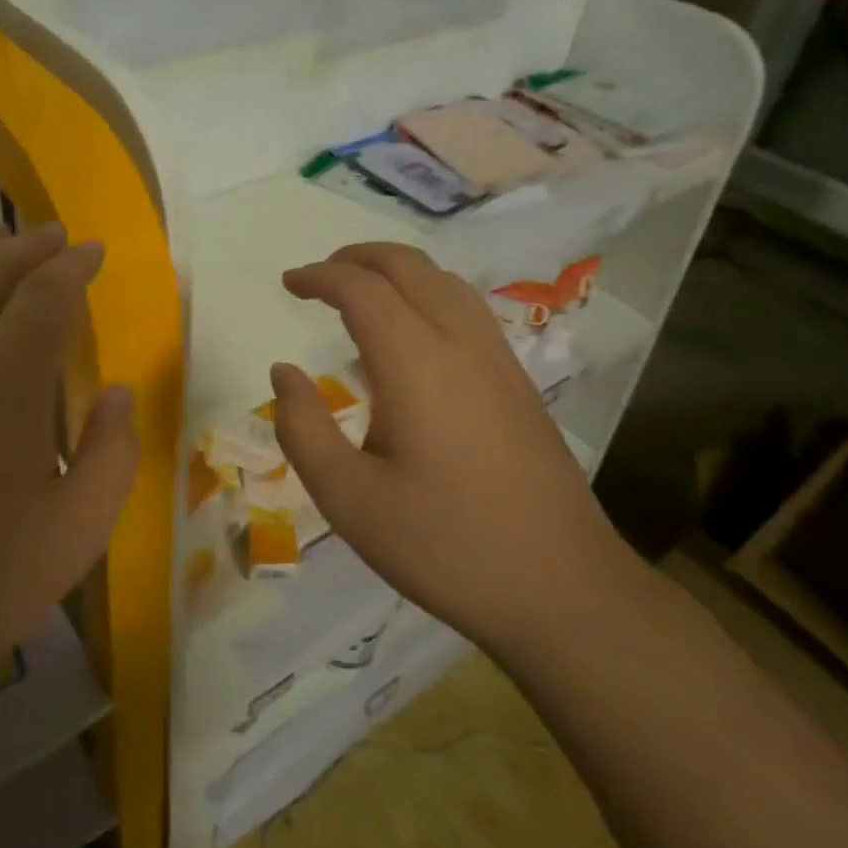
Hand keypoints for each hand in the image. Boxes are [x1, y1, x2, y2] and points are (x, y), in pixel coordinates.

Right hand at [269, 243, 628, 657]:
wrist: (563, 590)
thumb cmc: (445, 546)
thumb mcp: (349, 500)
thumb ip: (303, 429)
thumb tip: (284, 373)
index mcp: (416, 364)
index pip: (362, 289)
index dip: (320, 276)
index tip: (288, 283)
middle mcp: (461, 345)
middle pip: (409, 266)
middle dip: (358, 257)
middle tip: (319, 276)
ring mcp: (499, 361)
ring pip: (446, 282)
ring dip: (397, 271)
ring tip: (361, 293)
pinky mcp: (519, 384)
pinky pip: (468, 310)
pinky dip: (427, 295)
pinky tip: (413, 336)